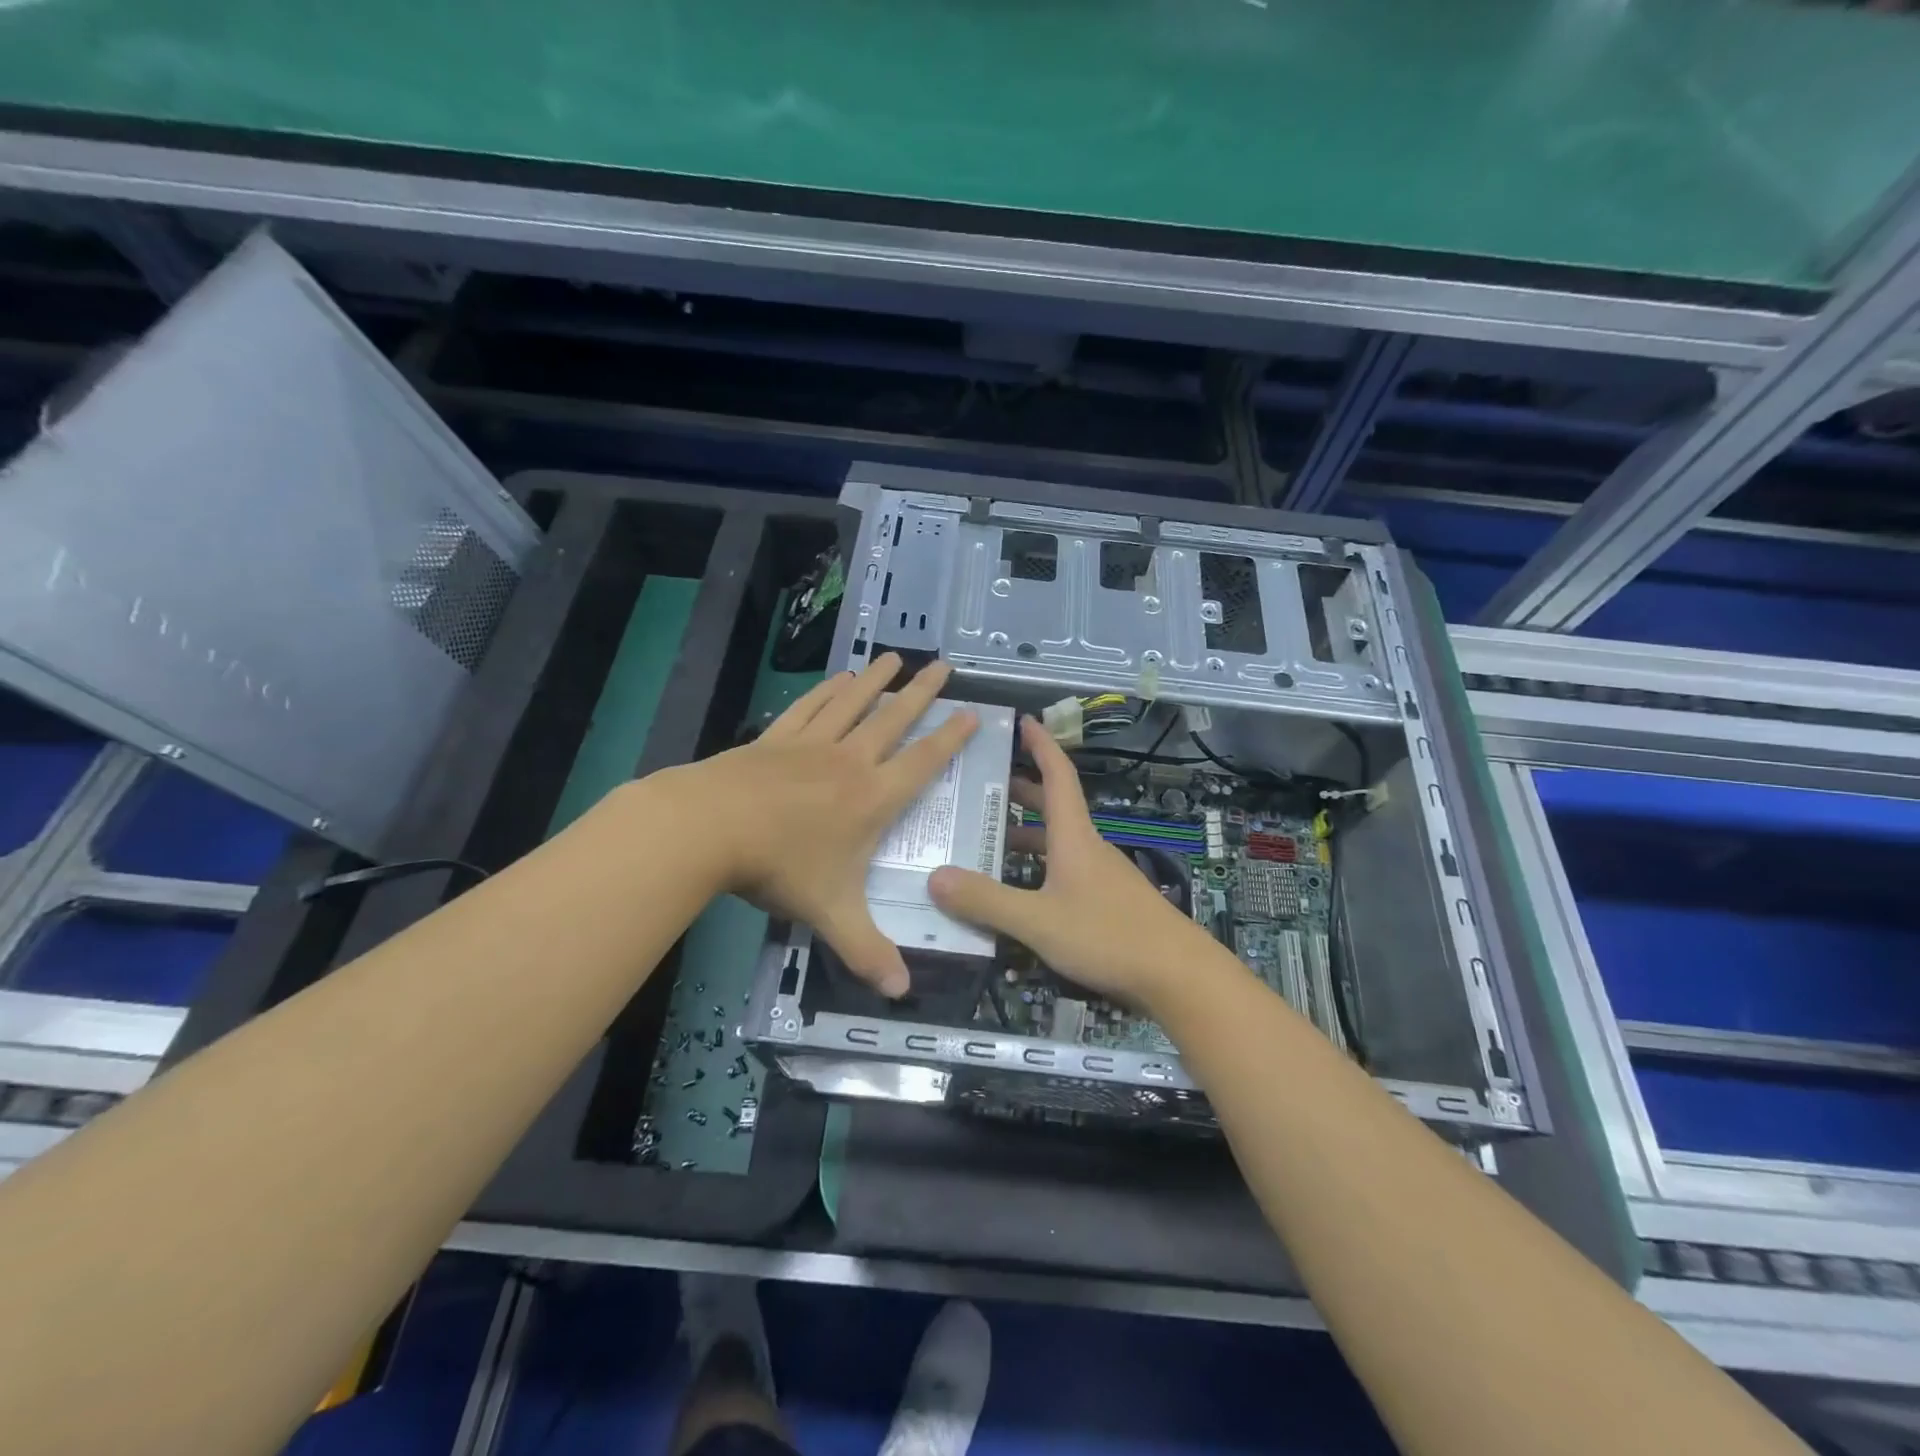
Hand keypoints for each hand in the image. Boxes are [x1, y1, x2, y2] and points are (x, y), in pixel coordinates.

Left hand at [659, 653, 975, 996]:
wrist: (709, 826)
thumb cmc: (779, 866)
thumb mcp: (829, 912)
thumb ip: (866, 951)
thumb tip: (901, 994)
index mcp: (872, 798)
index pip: (923, 762)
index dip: (950, 738)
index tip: (971, 713)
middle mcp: (850, 762)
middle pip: (894, 720)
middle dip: (921, 693)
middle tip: (943, 665)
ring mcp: (811, 744)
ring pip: (853, 703)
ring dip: (876, 680)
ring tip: (894, 657)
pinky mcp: (776, 738)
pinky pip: (810, 706)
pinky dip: (828, 690)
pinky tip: (838, 678)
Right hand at [929, 716, 1214, 1009]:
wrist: (1178, 976)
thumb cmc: (1108, 936)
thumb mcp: (1039, 921)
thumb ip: (987, 901)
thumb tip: (934, 877)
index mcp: (1074, 837)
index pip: (1057, 775)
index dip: (1041, 745)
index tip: (1022, 721)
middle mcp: (1087, 847)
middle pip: (1053, 806)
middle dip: (1020, 790)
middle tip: (981, 784)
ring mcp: (1100, 875)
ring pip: (1057, 841)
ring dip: (1025, 833)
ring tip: (986, 838)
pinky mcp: (1106, 902)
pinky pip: (1063, 871)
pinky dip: (1037, 867)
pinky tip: (1018, 890)